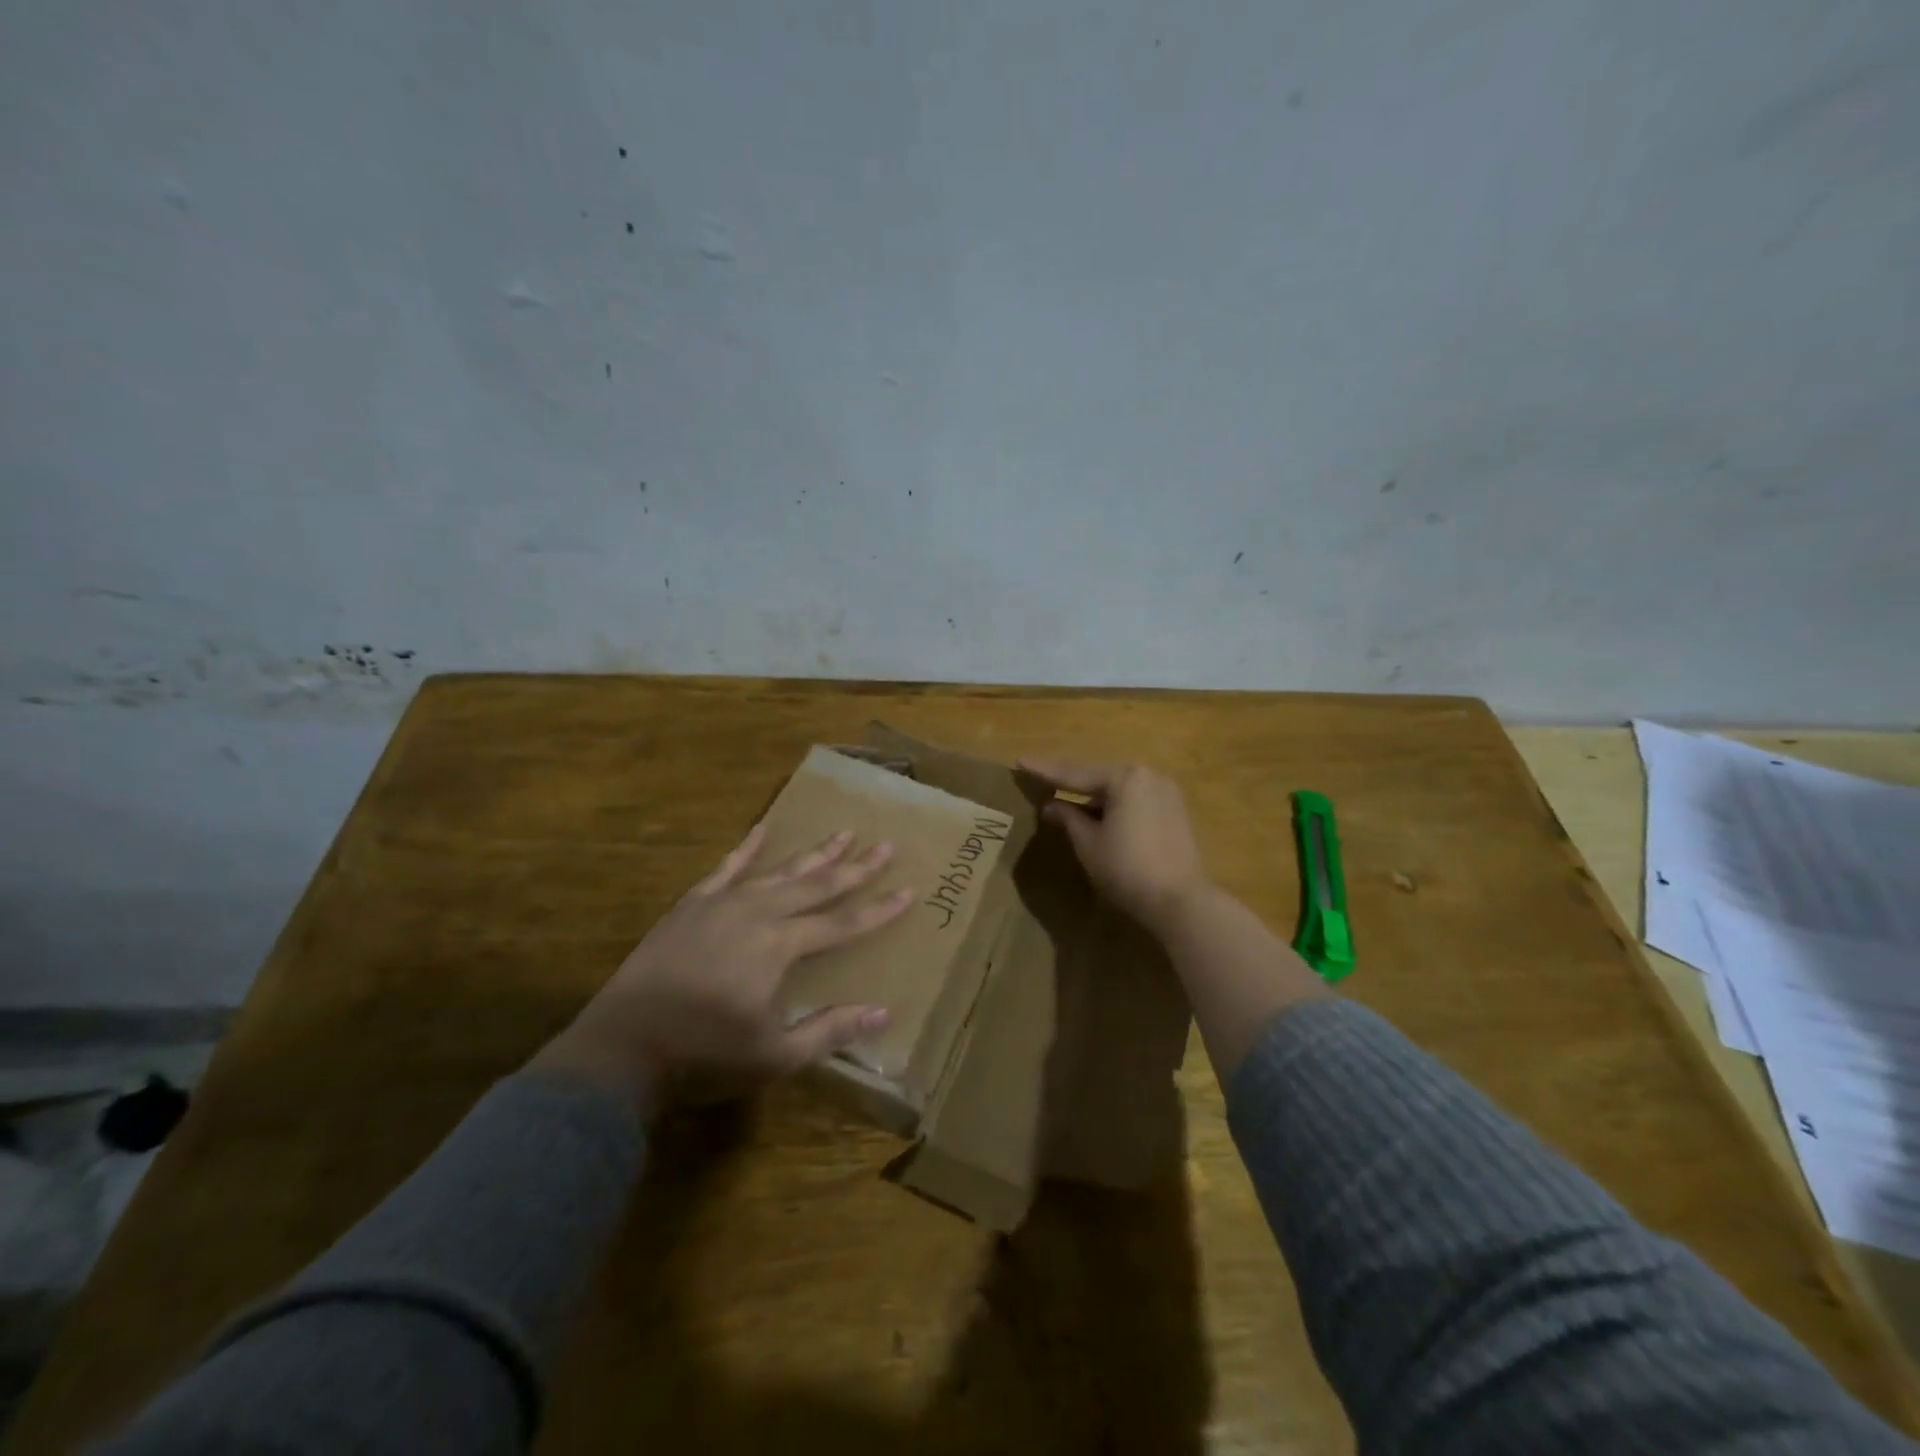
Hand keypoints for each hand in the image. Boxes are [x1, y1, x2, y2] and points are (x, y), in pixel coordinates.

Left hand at [530, 824, 913, 1109]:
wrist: (621, 1049)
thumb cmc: (703, 1056)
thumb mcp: (774, 1055)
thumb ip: (829, 1030)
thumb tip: (883, 1012)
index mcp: (780, 946)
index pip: (843, 922)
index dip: (879, 909)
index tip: (910, 890)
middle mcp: (758, 913)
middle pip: (817, 884)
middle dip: (855, 867)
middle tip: (886, 845)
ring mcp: (722, 904)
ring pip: (779, 871)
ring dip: (813, 853)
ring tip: (842, 832)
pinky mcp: (692, 905)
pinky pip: (727, 868)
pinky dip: (747, 847)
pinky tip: (762, 829)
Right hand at [1019, 758, 1210, 932]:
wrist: (1180, 901)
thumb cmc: (1127, 869)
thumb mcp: (1088, 843)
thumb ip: (1068, 818)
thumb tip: (1050, 805)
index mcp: (1125, 778)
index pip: (1075, 774)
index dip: (1045, 770)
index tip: (1020, 761)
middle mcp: (1148, 776)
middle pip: (1099, 777)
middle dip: (1071, 782)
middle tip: (1041, 779)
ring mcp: (1165, 793)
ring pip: (1118, 789)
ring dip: (1092, 796)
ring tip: (1064, 798)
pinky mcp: (1174, 812)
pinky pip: (1134, 800)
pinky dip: (1113, 806)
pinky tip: (1096, 814)